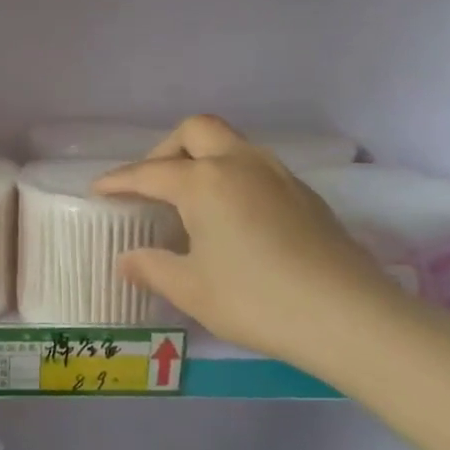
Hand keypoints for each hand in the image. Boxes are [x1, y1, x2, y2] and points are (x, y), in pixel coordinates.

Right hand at [92, 115, 402, 367]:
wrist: (350, 317)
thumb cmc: (256, 299)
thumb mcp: (190, 289)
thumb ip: (152, 267)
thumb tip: (128, 260)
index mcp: (205, 182)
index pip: (149, 173)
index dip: (118, 181)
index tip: (98, 190)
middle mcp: (240, 165)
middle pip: (196, 131)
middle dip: (165, 150)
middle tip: (151, 183)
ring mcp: (279, 176)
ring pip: (231, 144)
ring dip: (202, 159)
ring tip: (187, 199)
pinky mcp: (305, 195)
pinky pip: (255, 167)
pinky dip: (230, 177)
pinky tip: (229, 217)